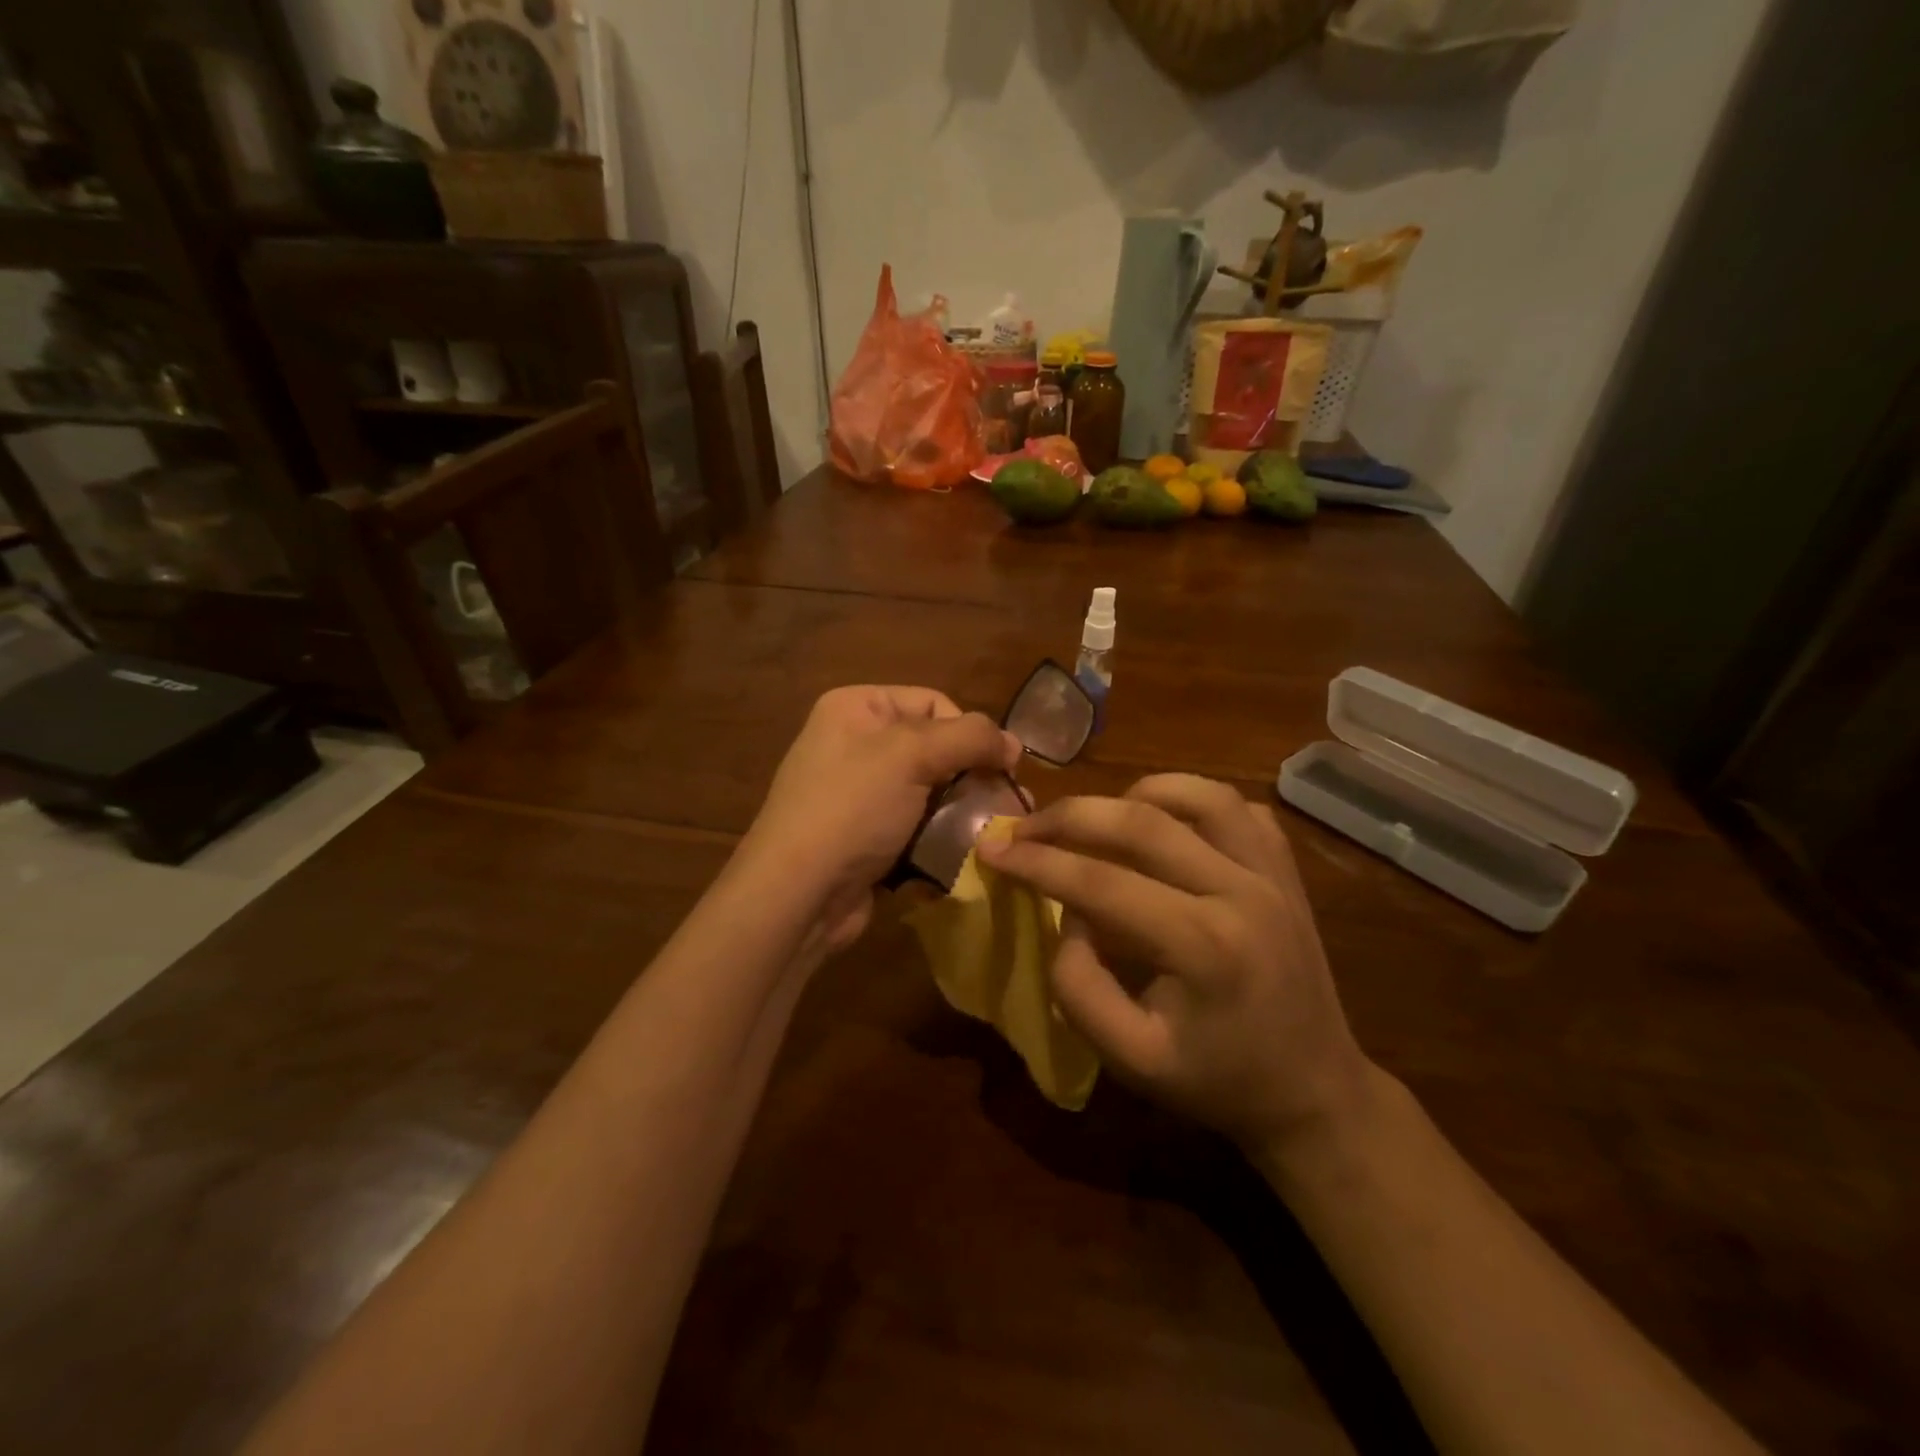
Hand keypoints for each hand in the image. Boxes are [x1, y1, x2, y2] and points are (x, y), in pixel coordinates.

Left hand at [744, 686, 1020, 955]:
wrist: (798, 894)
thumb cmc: (853, 808)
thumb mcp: (911, 755)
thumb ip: (970, 737)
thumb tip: (1013, 743)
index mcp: (857, 708)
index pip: (934, 703)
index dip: (970, 732)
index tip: (1000, 767)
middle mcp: (856, 744)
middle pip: (936, 749)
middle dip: (972, 777)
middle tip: (1009, 803)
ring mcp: (860, 795)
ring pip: (931, 793)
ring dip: (962, 813)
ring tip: (993, 833)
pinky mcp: (867, 838)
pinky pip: (916, 828)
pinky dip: (939, 841)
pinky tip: (960, 858)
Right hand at [976, 774, 1371, 1153]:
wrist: (1314, 1091)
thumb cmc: (1216, 1080)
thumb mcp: (1130, 1058)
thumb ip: (1079, 985)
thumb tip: (1066, 914)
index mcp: (1203, 947)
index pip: (1101, 882)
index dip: (1037, 861)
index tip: (991, 848)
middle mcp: (1242, 891)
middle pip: (1142, 822)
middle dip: (1069, 816)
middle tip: (1025, 827)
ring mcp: (1273, 873)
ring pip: (1197, 794)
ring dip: (1133, 794)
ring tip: (1095, 819)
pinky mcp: (1287, 868)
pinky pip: (1236, 806)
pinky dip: (1189, 799)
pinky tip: (1161, 821)